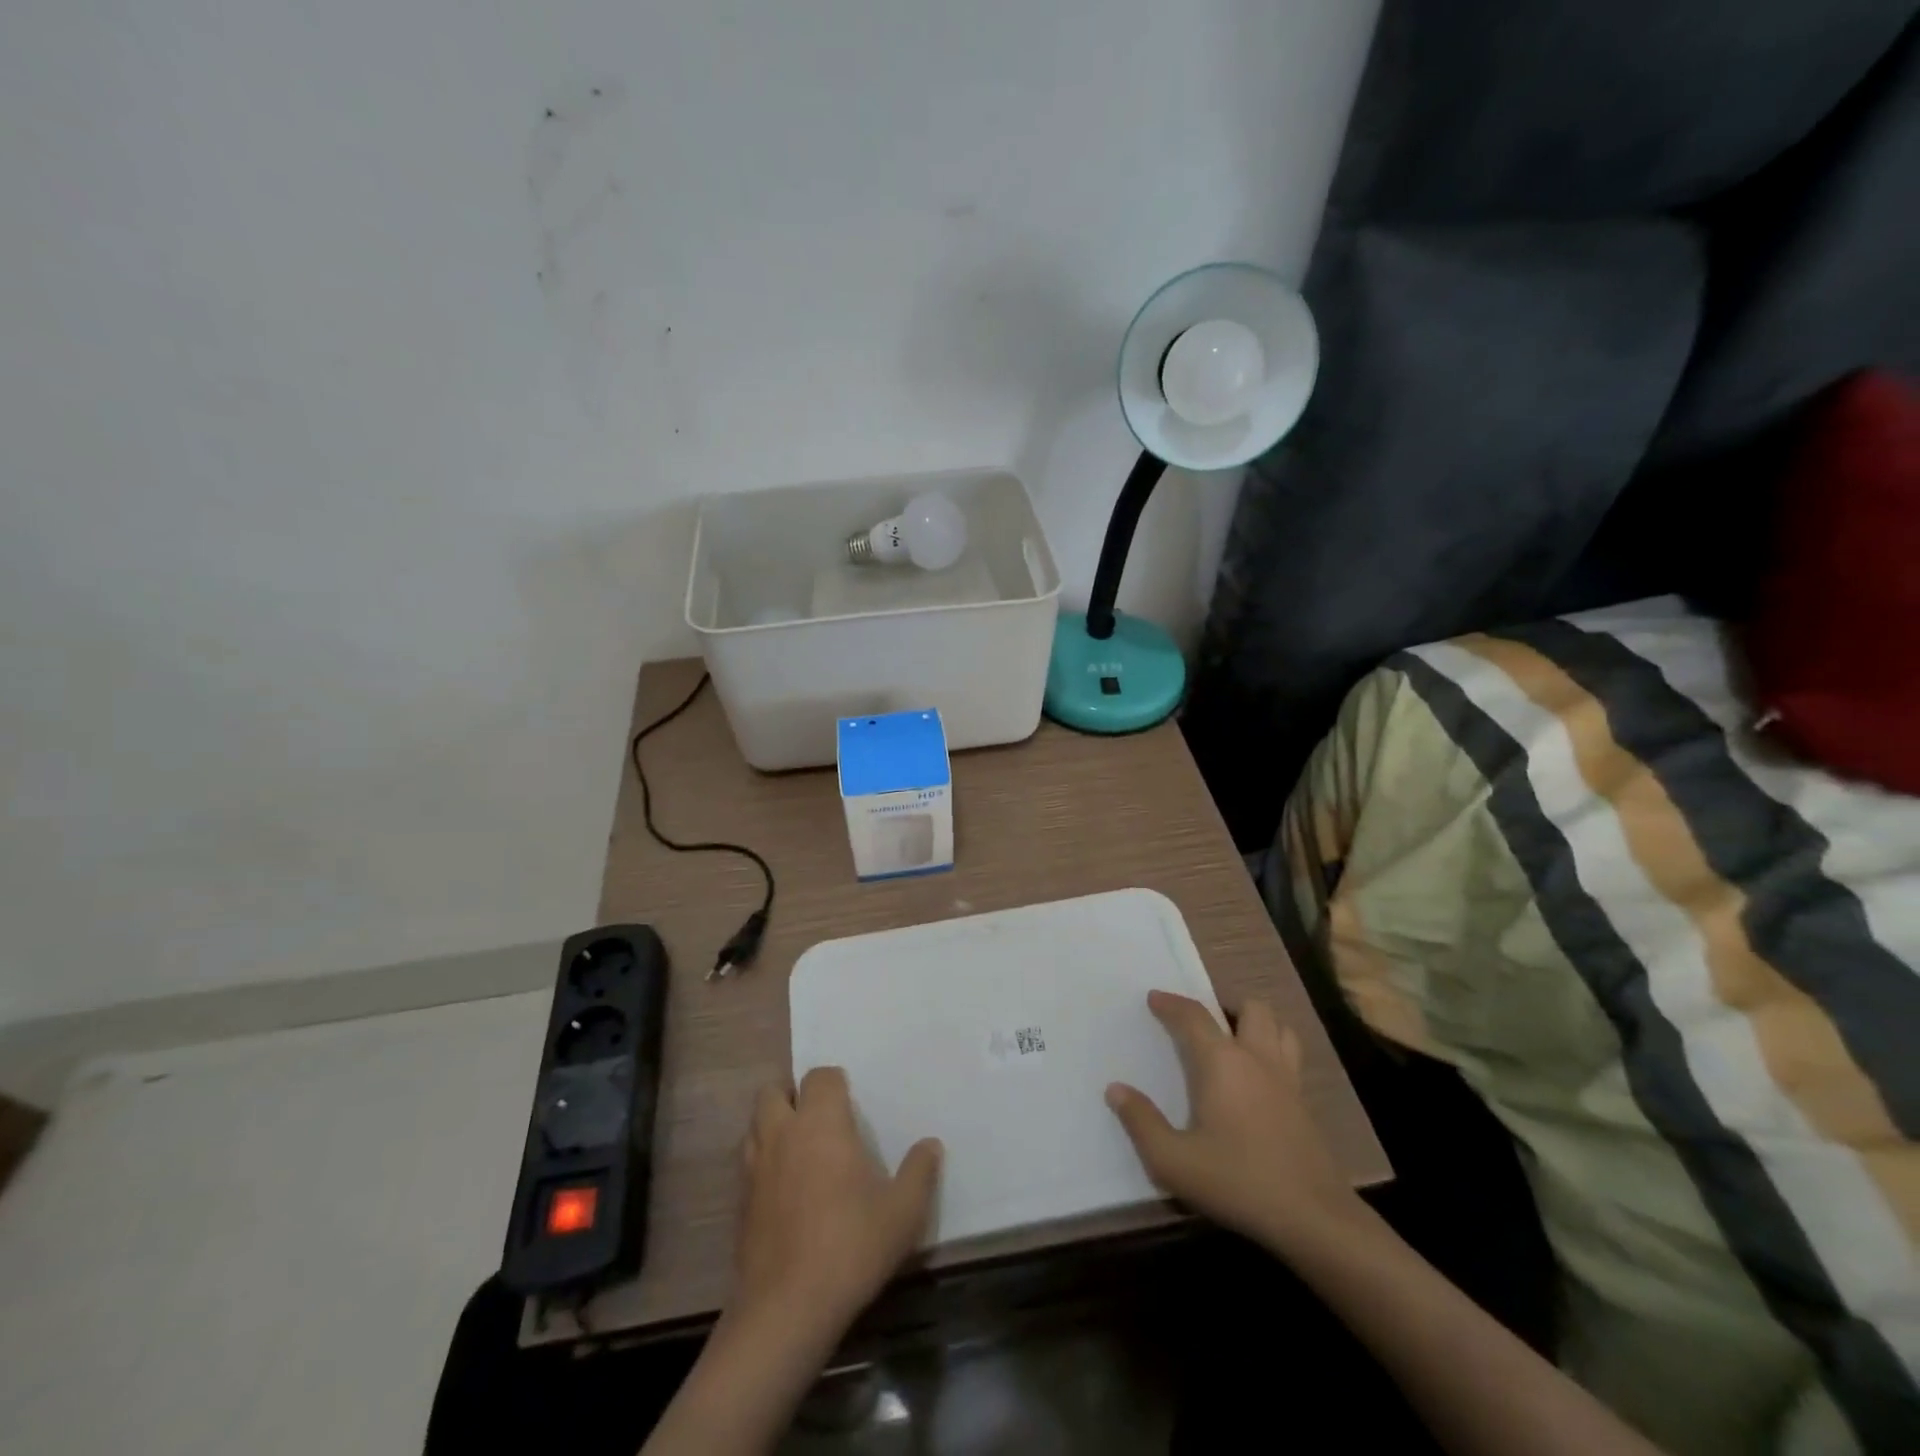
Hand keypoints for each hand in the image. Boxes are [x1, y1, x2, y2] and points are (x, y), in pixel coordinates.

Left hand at [733, 1066, 941, 1336]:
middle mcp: (783, 1134)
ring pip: (755, 1125)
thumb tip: (931, 1145)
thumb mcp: (903, 1212)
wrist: (787, 1310)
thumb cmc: (851, 1247)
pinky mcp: (740, 1203)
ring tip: (799, 1149)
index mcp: (821, 1123)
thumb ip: (919, 1172)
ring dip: (773, 1126)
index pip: (819, 1076)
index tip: (850, 1103)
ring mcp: (755, 1168)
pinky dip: (763, 1163)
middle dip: (793, 1096)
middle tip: (819, 1119)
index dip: (834, 1084)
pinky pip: (748, 1164)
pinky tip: (784, 1191)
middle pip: (773, 1092)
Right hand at [1106, 991, 1358, 1254]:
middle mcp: (1257, 1059)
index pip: (1194, 1016)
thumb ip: (1141, 1122)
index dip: (1171, 1003)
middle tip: (1205, 1026)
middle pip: (1251, 1009)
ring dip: (1258, 1026)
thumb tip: (1116, 1090)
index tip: (1154, 998)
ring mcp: (1288, 1080)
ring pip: (1280, 1028)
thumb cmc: (1237, 1182)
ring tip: (1237, 1043)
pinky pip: (1292, 1058)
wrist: (1313, 1218)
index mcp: (1222, 1062)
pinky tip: (1260, 1082)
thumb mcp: (1174, 1161)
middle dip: (1226, 1007)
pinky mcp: (1307, 1106)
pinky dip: (1275, 1053)